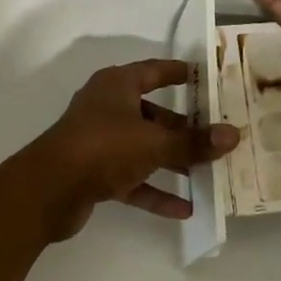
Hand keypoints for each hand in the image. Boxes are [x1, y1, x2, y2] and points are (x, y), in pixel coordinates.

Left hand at [31, 59, 239, 238]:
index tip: (203, 76)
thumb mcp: (154, 143)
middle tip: (215, 136)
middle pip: (152, 114)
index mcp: (116, 86)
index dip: (177, 72)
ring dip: (172, 161)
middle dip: (183, 128)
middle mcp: (107, 108)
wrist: (47, 191)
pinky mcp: (94, 173)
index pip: (153, 71)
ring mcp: (99, 142)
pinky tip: (185, 209)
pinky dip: (155, 191)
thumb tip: (233, 134)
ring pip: (143, 148)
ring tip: (207, 174)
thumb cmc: (102, 148)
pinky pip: (132, 179)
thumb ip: (194, 142)